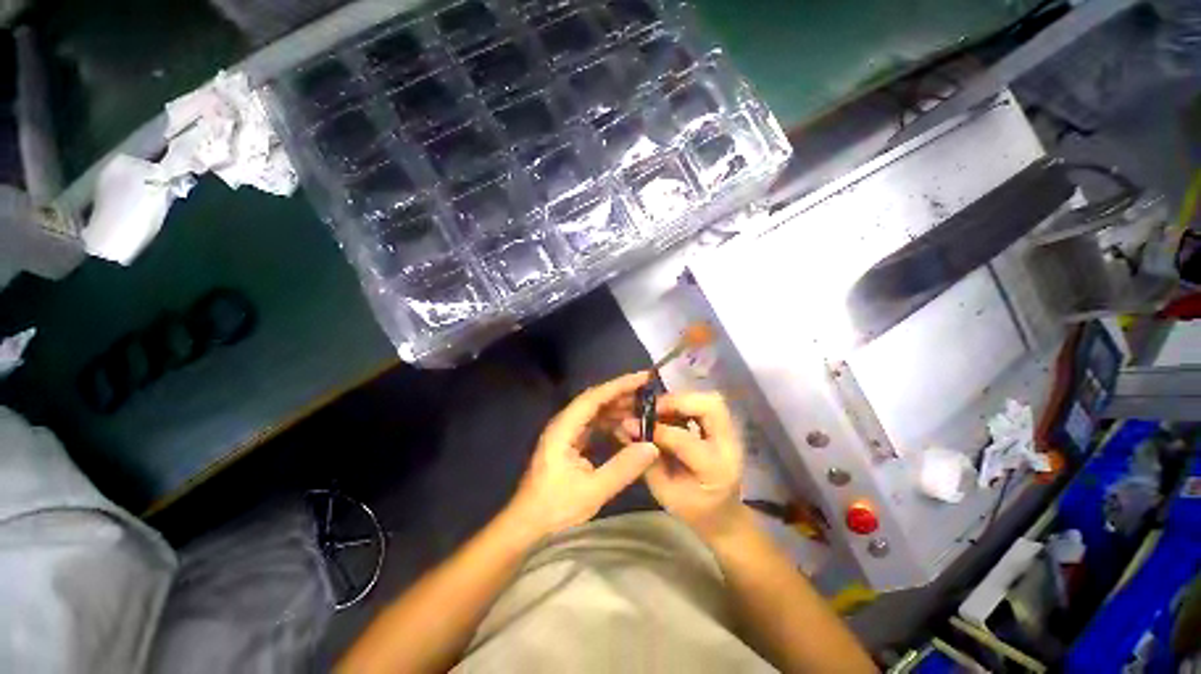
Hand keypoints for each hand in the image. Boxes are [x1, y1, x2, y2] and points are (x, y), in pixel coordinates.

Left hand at [506, 372, 659, 538]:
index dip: (619, 385)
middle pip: (595, 400)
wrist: (527, 523)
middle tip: (649, 391)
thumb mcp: (592, 491)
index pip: (594, 398)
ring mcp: (566, 432)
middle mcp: (564, 423)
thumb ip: (622, 468)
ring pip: (595, 411)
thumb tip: (652, 446)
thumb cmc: (555, 507)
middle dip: (621, 393)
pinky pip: (594, 424)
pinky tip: (627, 428)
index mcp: (564, 428)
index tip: (643, 378)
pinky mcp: (570, 442)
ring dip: (618, 408)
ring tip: (643, 408)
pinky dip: (611, 423)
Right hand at [627, 392, 745, 539]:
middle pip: (710, 406)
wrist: (723, 514)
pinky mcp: (726, 427)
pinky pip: (707, 403)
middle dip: (677, 401)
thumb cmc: (692, 509)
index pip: (684, 440)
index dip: (655, 429)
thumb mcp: (664, 493)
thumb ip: (647, 460)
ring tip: (659, 409)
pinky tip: (670, 413)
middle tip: (651, 408)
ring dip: (682, 399)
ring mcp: (731, 434)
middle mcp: (729, 446)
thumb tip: (627, 429)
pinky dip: (686, 402)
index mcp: (714, 469)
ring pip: (711, 400)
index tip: (630, 423)